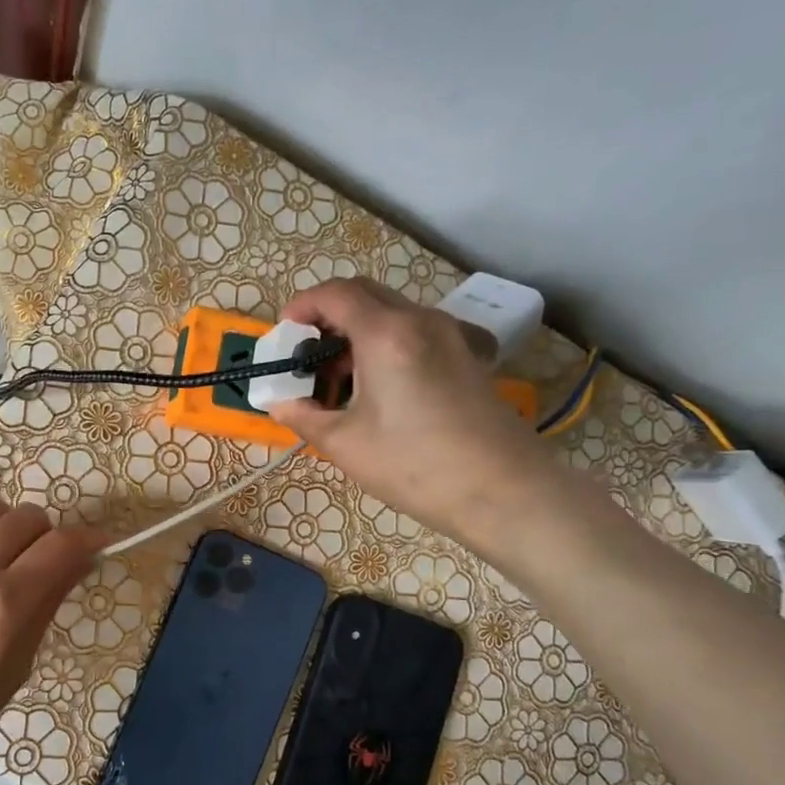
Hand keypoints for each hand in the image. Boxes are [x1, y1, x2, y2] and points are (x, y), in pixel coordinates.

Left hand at [0, 501, 105, 778]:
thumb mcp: (15, 669)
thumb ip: (46, 607)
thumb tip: (76, 564)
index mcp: (3, 604)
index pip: (62, 544)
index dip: (89, 540)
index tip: (97, 546)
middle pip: (28, 516)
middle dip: (47, 535)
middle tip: (42, 563)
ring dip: (6, 530)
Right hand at [267, 278, 559, 556]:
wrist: (504, 491)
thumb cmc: (416, 466)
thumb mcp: (346, 445)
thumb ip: (304, 416)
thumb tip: (279, 403)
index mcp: (386, 333)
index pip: (335, 293)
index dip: (302, 306)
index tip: (284, 333)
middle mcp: (420, 320)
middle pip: (365, 294)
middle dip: (328, 316)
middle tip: (308, 356)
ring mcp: (450, 335)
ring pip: (392, 312)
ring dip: (357, 331)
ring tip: (340, 378)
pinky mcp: (467, 355)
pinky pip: (415, 331)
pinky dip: (386, 343)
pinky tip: (381, 387)